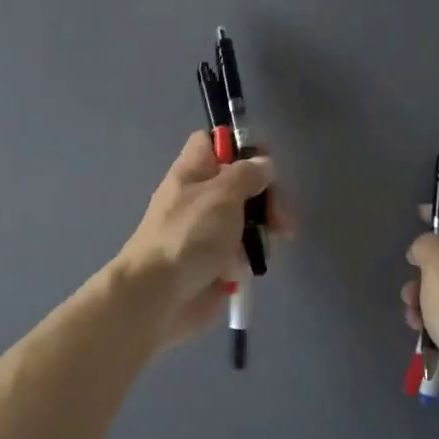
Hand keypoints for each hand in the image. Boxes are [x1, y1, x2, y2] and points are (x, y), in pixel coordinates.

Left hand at [115, 132, 281, 350]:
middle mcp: (199, 198)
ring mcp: (206, 232)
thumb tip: (262, 165)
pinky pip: (240, 253)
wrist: (158, 297)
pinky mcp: (213, 262)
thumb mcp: (222, 194)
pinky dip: (246, 261)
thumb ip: (247, 175)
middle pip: (241, 184)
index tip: (266, 163)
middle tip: (280, 221)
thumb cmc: (189, 236)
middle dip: (266, 200)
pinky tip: (242, 272)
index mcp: (193, 172)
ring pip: (246, 221)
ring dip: (259, 234)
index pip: (214, 142)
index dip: (240, 146)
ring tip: (262, 251)